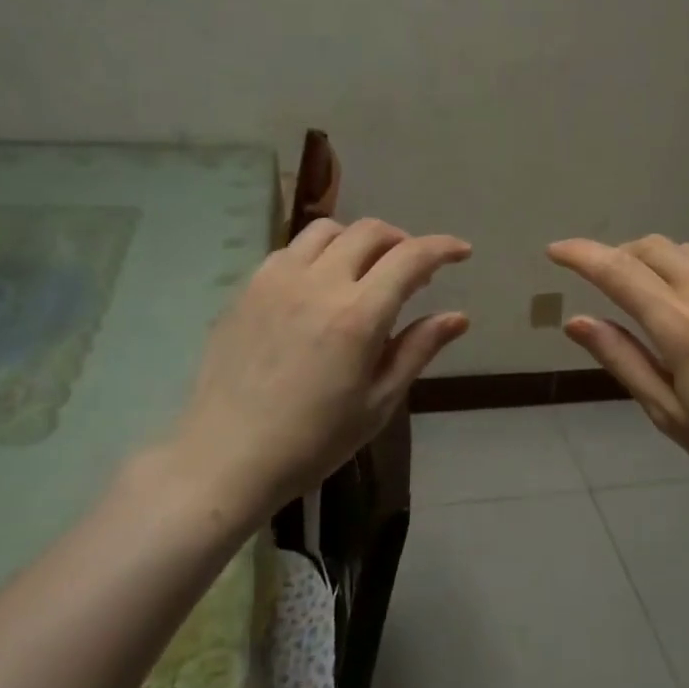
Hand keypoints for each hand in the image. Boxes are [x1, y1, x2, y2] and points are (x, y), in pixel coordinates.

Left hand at [156, 218, 470, 521]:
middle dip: (402, 240)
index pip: (410, 257)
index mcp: (358, 315)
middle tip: (413, 269)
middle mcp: (318, 283)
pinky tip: (320, 286)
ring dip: (358, 240)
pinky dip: (319, 254)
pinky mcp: (247, 289)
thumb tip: (458, 317)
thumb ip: (418, 349)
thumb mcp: (378, 402)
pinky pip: (291, 250)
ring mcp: (276, 280)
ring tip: (366, 271)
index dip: (442, 248)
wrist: (227, 457)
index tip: (461, 252)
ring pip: (327, 230)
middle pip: (369, 231)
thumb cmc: (314, 440)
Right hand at [548, 236, 688, 525]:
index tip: (556, 251)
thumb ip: (620, 358)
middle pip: (652, 248)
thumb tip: (575, 321)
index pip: (617, 271)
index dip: (581, 255)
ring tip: (651, 294)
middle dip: (618, 255)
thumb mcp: (667, 412)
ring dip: (658, 261)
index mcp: (682, 327)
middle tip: (604, 282)